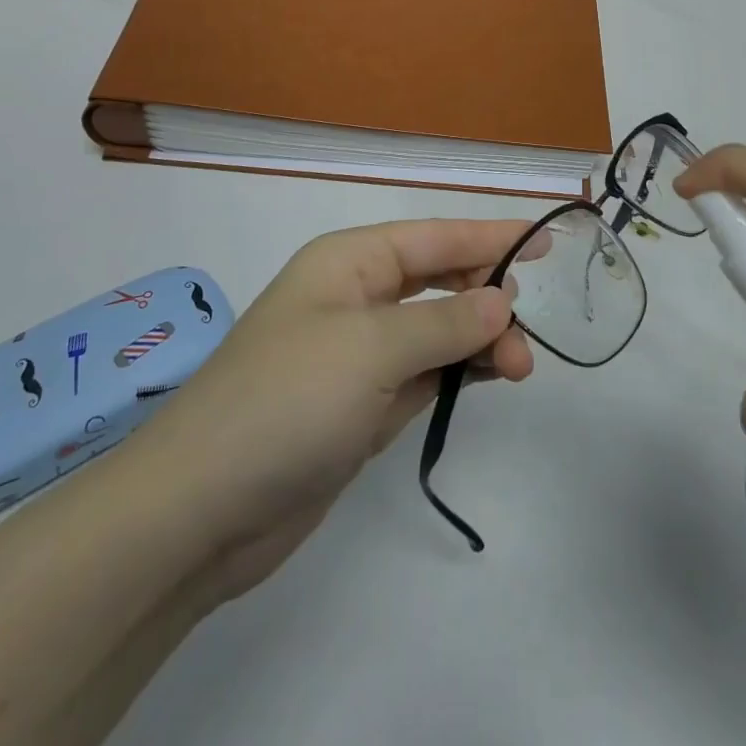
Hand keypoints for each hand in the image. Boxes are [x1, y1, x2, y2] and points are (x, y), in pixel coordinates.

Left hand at [139, 220, 536, 609]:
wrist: (200, 510)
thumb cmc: (287, 401)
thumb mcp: (371, 349)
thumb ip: (444, 322)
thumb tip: (500, 300)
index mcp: (349, 263)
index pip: (434, 237)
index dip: (491, 236)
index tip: (544, 242)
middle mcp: (355, 299)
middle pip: (438, 280)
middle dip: (487, 298)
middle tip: (525, 334)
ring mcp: (358, 355)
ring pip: (437, 330)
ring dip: (479, 342)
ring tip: (519, 369)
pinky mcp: (361, 405)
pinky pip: (424, 372)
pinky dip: (458, 372)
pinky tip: (488, 378)